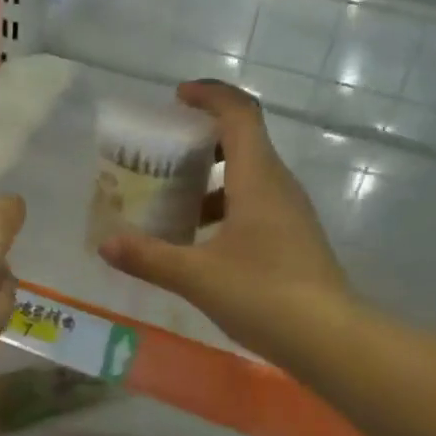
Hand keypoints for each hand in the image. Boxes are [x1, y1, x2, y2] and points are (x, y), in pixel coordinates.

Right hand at [98, 81, 348, 354]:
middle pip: (243, 141)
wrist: (329, 339)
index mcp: (257, 178)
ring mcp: (291, 212)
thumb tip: (105, 244)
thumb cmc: (262, 294)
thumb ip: (148, 256)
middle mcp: (278, 185)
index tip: (177, 97)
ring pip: (248, 177)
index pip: (238, 114)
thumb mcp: (196, 275)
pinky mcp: (294, 238)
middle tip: (164, 155)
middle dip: (202, 140)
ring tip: (172, 203)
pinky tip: (199, 243)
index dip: (209, 96)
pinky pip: (256, 205)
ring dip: (211, 180)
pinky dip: (224, 208)